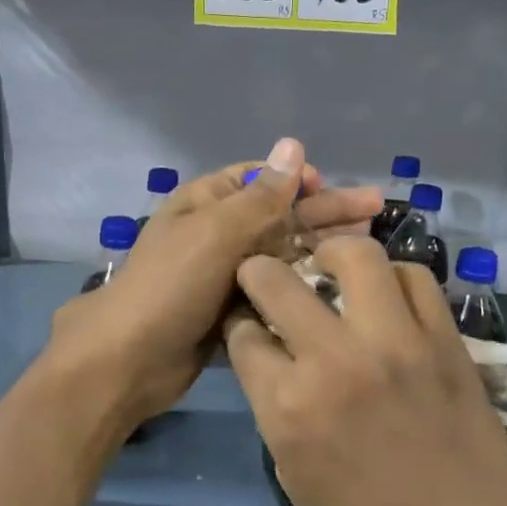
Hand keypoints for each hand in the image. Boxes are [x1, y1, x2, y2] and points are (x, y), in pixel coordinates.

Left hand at [46, 138, 380, 434]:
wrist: (130, 360)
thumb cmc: (171, 286)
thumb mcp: (216, 233)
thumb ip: (261, 196)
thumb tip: (293, 145)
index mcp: (205, 202)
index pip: (260, 178)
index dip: (299, 180)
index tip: (335, 187)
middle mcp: (216, 232)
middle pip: (279, 214)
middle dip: (324, 211)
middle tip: (375, 211)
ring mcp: (223, 272)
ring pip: (280, 252)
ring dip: (318, 247)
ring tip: (366, 248)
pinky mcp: (232, 308)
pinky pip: (274, 287)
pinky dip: (301, 283)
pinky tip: (337, 288)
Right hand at [224, 235, 506, 505]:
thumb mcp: (293, 472)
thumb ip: (274, 404)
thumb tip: (271, 354)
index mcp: (287, 405)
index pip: (242, 334)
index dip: (238, 325)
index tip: (247, 324)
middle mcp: (334, 360)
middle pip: (276, 279)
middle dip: (259, 272)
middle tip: (270, 279)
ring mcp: (395, 343)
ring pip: (355, 255)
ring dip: (332, 255)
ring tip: (332, 268)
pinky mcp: (444, 340)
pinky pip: (415, 279)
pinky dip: (393, 278)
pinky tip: (386, 295)